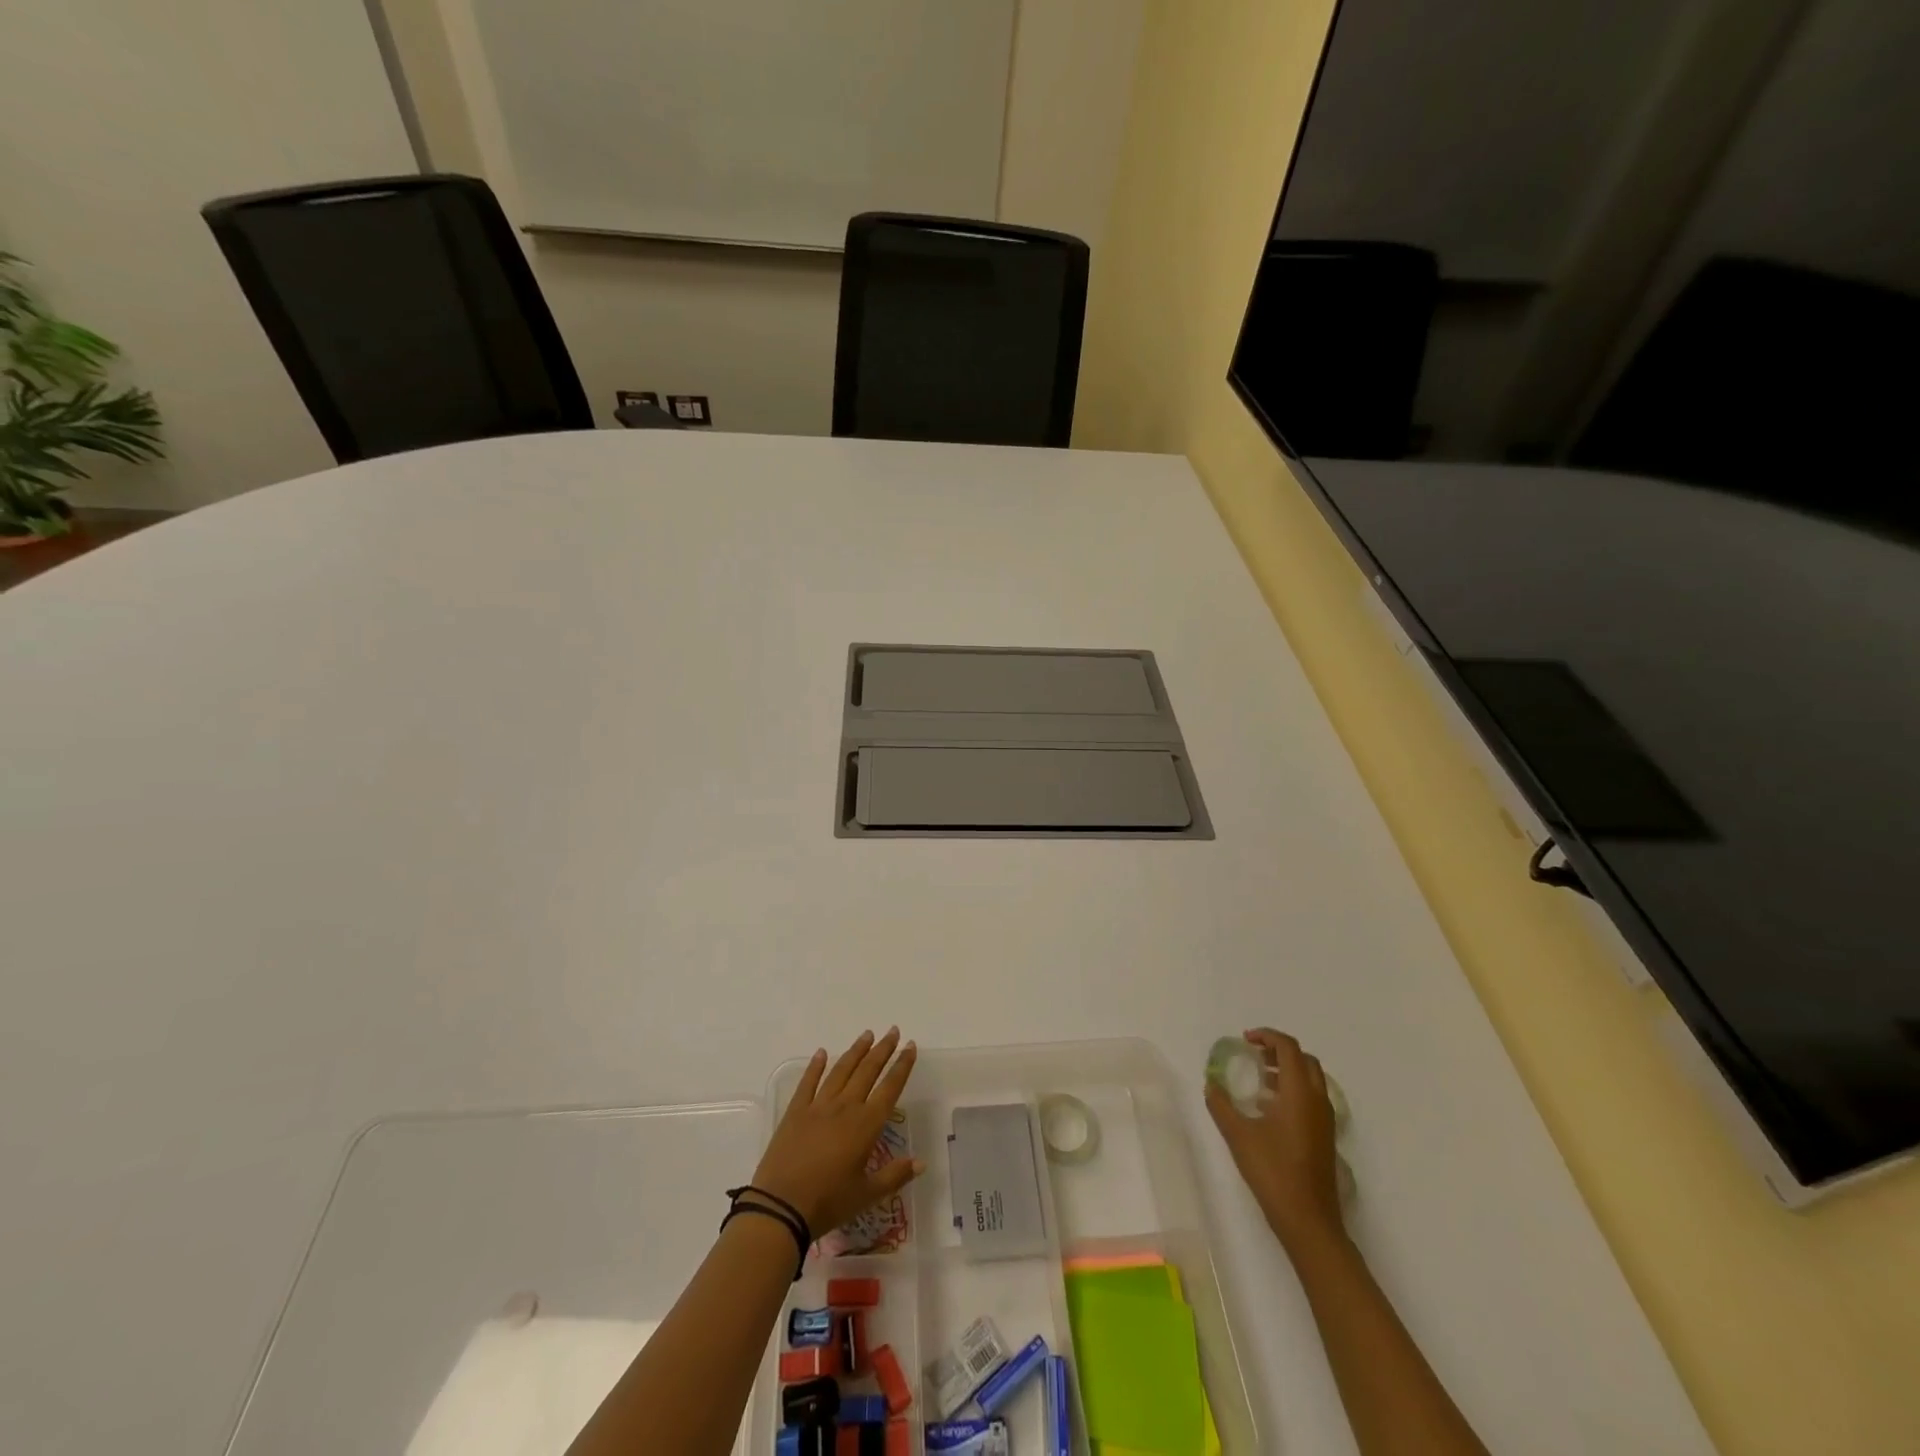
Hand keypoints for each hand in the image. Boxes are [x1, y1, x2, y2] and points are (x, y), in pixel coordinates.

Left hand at [749, 1028, 922, 1234]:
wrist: (780, 1207)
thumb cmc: (828, 1203)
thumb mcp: (866, 1195)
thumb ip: (895, 1176)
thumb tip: (921, 1162)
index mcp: (866, 1125)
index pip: (890, 1088)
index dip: (902, 1066)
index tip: (910, 1046)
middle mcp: (845, 1107)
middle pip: (867, 1071)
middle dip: (882, 1050)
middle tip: (892, 1031)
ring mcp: (818, 1106)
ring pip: (841, 1071)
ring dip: (855, 1051)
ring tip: (867, 1035)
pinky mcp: (795, 1112)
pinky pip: (808, 1082)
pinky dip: (816, 1066)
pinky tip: (822, 1053)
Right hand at [1206, 1028, 1343, 1253]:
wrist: (1308, 1221)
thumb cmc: (1273, 1171)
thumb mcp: (1238, 1135)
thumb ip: (1221, 1104)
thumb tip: (1211, 1084)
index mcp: (1299, 1092)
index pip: (1288, 1048)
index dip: (1267, 1036)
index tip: (1245, 1039)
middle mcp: (1317, 1100)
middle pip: (1304, 1060)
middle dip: (1279, 1050)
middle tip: (1253, 1055)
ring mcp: (1325, 1120)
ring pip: (1311, 1079)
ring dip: (1287, 1070)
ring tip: (1259, 1080)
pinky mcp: (1325, 1137)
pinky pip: (1312, 1098)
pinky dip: (1293, 1090)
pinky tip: (1269, 1109)